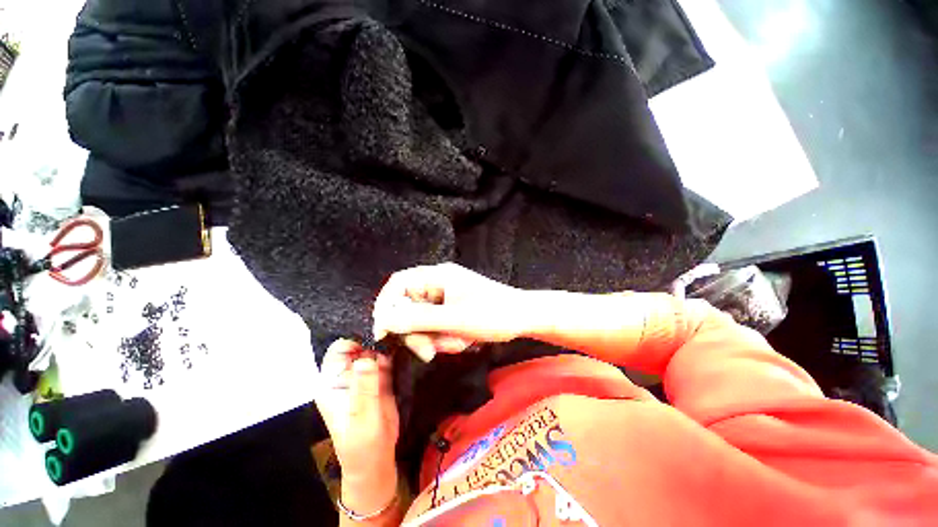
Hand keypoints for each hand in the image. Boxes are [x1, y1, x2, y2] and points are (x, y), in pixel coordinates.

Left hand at [316, 339, 398, 512]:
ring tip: (408, 334)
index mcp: (334, 383)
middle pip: (360, 347)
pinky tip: (410, 345)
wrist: (377, 459)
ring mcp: (365, 375)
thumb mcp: (362, 417)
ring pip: (376, 351)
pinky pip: (388, 360)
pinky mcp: (381, 378)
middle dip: (378, 338)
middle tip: (400, 330)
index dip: (357, 340)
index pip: (339, 350)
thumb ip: (364, 388)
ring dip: (390, 343)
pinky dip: (397, 353)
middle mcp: (348, 375)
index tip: (379, 333)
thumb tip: (365, 358)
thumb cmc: (362, 444)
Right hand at [372, 263, 527, 359]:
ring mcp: (446, 297)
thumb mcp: (455, 319)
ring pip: (423, 321)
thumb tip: (385, 319)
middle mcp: (438, 283)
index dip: (386, 306)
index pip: (399, 284)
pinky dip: (445, 338)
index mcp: (438, 276)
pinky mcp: (452, 309)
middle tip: (430, 352)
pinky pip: (436, 325)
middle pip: (409, 306)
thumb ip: (419, 319)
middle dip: (418, 332)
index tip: (385, 332)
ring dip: (435, 338)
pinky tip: (463, 341)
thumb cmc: (495, 314)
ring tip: (458, 344)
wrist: (525, 318)